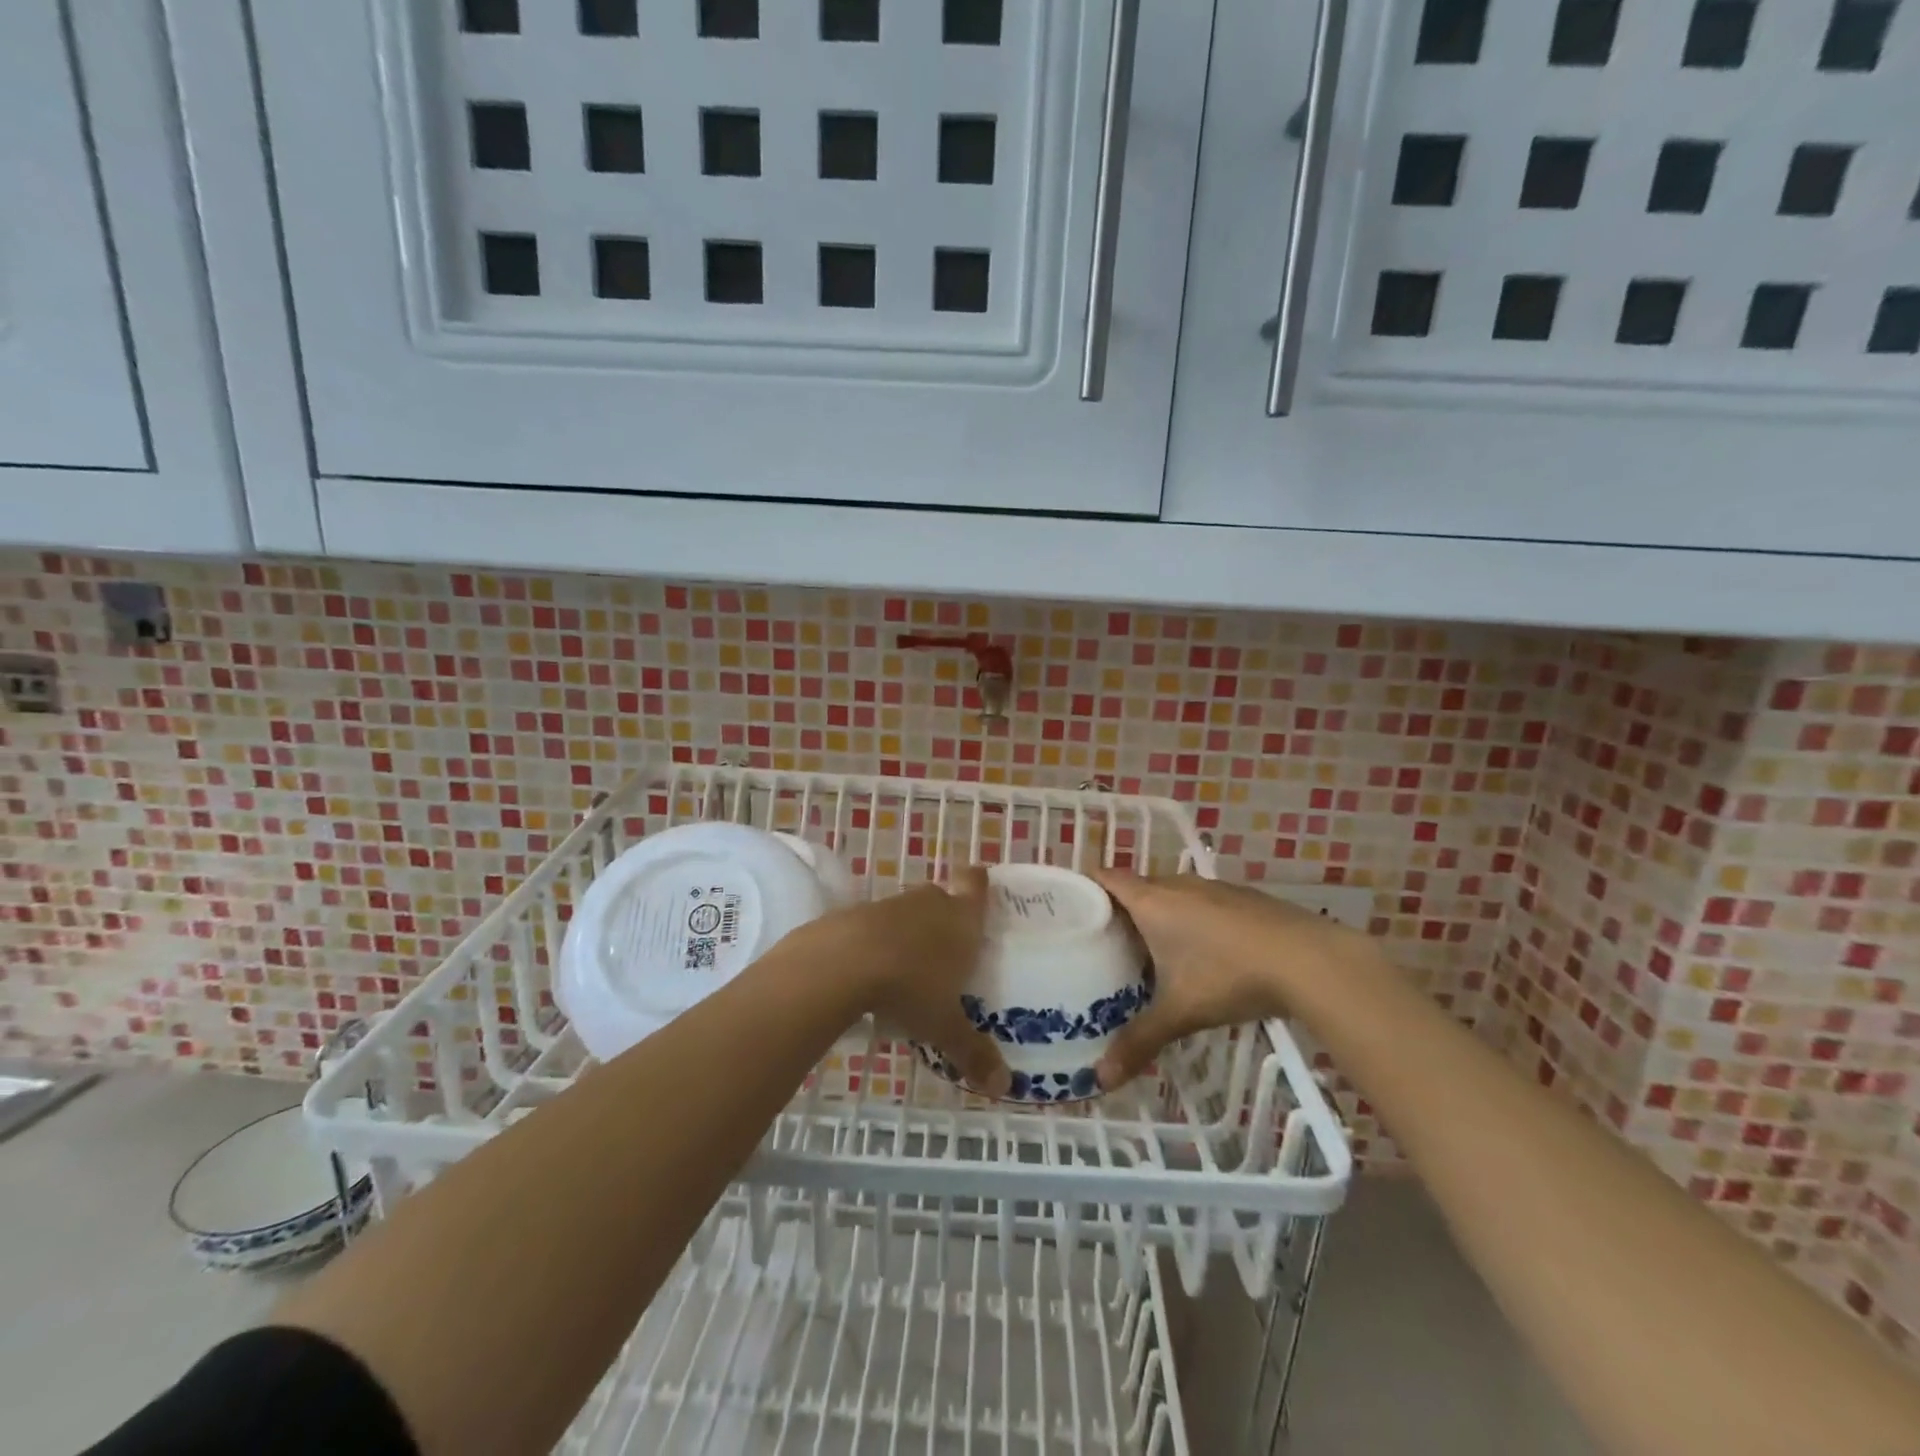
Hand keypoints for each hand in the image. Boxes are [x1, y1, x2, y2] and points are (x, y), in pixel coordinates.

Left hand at [808, 868, 1010, 1098]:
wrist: (841, 962)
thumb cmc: (909, 986)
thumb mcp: (944, 1026)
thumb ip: (972, 1052)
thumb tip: (1004, 1087)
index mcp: (962, 919)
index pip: (976, 884)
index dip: (978, 883)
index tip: (978, 891)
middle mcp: (930, 903)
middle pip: (943, 898)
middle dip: (945, 920)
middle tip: (949, 952)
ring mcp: (891, 905)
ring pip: (909, 912)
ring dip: (911, 933)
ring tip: (912, 971)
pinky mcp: (856, 914)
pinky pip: (877, 925)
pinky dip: (879, 942)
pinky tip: (875, 973)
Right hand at [1090, 869, 1372, 1089]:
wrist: (1308, 960)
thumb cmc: (1229, 976)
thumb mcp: (1180, 1013)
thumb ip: (1138, 1042)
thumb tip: (1100, 1079)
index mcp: (1151, 901)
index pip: (1105, 877)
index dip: (1083, 886)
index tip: (1068, 907)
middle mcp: (1177, 884)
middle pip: (1136, 886)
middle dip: (1118, 909)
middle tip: (1103, 943)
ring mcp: (1213, 887)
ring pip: (1171, 893)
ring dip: (1157, 914)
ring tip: (1147, 951)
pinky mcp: (1242, 897)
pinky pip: (1201, 901)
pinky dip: (1190, 918)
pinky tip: (1202, 952)